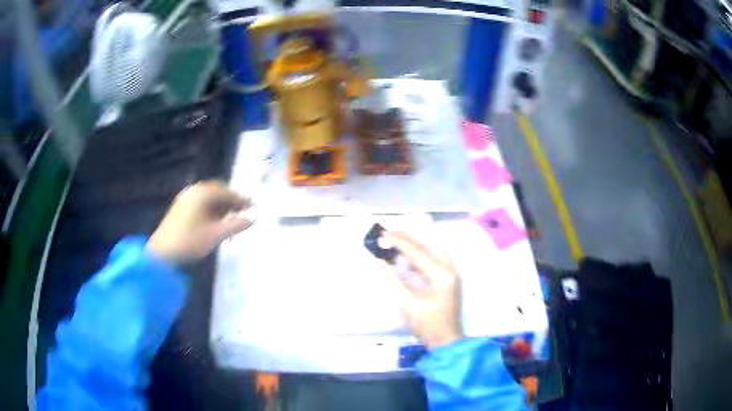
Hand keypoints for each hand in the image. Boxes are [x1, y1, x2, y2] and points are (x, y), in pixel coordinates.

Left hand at [147, 181, 252, 264]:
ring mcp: (185, 198)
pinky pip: (200, 203)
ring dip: (221, 206)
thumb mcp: (216, 235)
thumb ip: (236, 225)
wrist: (163, 253)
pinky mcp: (180, 208)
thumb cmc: (190, 241)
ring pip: (208, 198)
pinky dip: (211, 210)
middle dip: (231, 201)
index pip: (226, 192)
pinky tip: (215, 222)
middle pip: (217, 192)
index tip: (253, 206)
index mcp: (203, 193)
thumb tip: (253, 219)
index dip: (241, 199)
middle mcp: (194, 191)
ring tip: (231, 219)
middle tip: (243, 211)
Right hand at [381, 232, 463, 349]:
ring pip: (434, 247)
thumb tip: (380, 262)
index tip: (383, 235)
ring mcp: (451, 272)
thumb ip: (392, 280)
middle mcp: (450, 268)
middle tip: (390, 233)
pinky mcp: (448, 277)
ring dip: (416, 242)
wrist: (446, 340)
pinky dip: (421, 253)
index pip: (418, 251)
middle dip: (409, 235)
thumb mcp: (406, 303)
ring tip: (396, 242)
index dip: (399, 241)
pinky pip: (435, 257)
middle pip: (430, 242)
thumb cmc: (427, 324)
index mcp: (441, 274)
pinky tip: (407, 259)